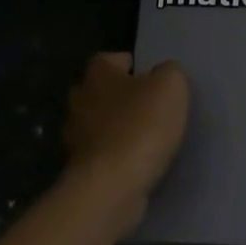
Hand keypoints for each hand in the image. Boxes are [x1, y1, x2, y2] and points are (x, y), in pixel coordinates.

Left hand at [61, 52, 189, 234]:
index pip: (110, 59)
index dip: (131, 65)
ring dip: (117, 129)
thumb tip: (163, 74)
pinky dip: (115, 157)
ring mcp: (75, 137)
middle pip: (101, 91)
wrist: (112, 185)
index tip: (151, 78)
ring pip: (98, 124)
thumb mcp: (170, 87)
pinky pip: (101, 155)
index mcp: (98, 74)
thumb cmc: (140, 127)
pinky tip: (136, 164)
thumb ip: (169, 72)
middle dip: (121, 98)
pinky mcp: (80, 169)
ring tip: (146, 139)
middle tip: (150, 108)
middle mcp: (79, 100)